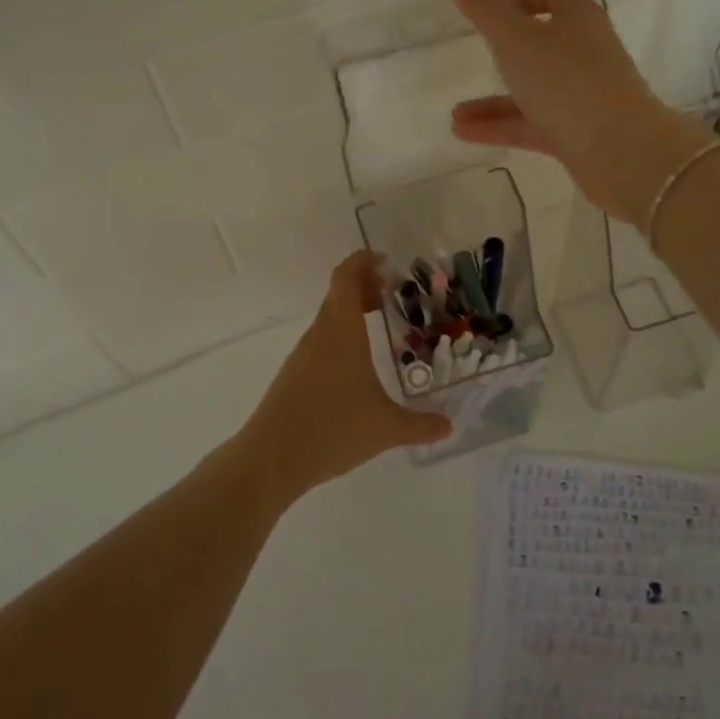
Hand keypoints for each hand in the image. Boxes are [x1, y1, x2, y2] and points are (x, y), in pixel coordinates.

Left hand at [237, 251, 451, 503]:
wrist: (271, 459)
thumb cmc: (332, 430)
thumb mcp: (385, 428)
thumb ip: (419, 425)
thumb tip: (448, 426)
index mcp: (341, 332)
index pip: (346, 279)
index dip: (361, 262)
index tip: (382, 259)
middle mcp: (320, 335)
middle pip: (338, 294)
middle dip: (363, 285)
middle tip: (391, 290)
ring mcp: (303, 355)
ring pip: (329, 318)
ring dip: (351, 310)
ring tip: (378, 320)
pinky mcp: (293, 375)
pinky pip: (321, 340)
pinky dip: (340, 334)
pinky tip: (356, 361)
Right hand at [449, 0, 716, 225]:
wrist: (622, 153)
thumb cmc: (567, 83)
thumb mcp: (517, 40)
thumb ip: (487, 10)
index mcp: (578, 19)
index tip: (494, 14)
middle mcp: (585, 53)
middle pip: (544, 44)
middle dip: (506, 52)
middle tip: (477, 57)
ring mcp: (584, 96)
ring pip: (533, 90)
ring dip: (494, 100)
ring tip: (455, 115)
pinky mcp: (579, 133)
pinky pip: (533, 124)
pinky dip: (501, 126)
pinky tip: (464, 133)